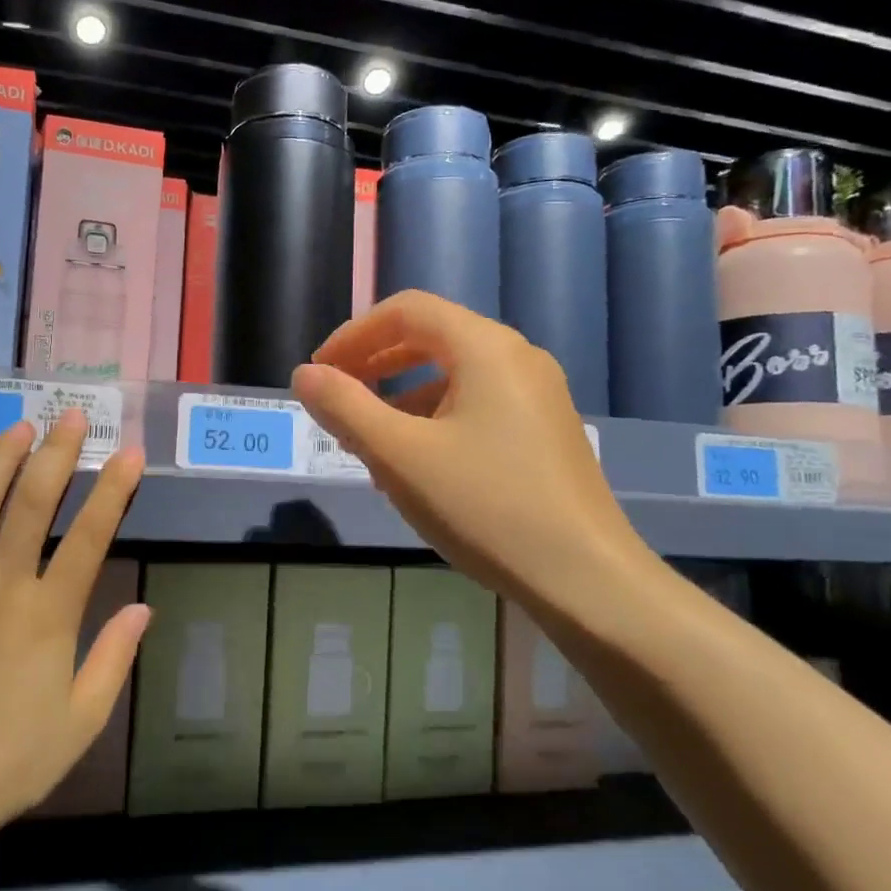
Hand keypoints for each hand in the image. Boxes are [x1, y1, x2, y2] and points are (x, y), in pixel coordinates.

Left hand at [0, 410, 147, 844]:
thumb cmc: (8, 763)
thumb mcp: (80, 721)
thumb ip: (113, 659)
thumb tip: (144, 608)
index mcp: (49, 616)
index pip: (90, 536)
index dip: (113, 490)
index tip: (129, 453)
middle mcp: (1, 588)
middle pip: (33, 504)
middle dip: (57, 454)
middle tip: (70, 417)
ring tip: (18, 428)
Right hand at [290, 291, 649, 609]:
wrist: (587, 580)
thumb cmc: (486, 507)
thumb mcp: (399, 456)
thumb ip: (345, 409)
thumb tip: (304, 375)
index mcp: (485, 348)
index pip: (407, 311)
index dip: (354, 334)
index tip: (318, 372)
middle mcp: (517, 358)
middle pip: (432, 337)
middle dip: (376, 363)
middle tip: (337, 397)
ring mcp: (538, 396)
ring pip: (454, 375)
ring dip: (402, 396)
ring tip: (370, 441)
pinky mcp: (546, 432)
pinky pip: (478, 405)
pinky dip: (435, 419)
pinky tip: (418, 466)